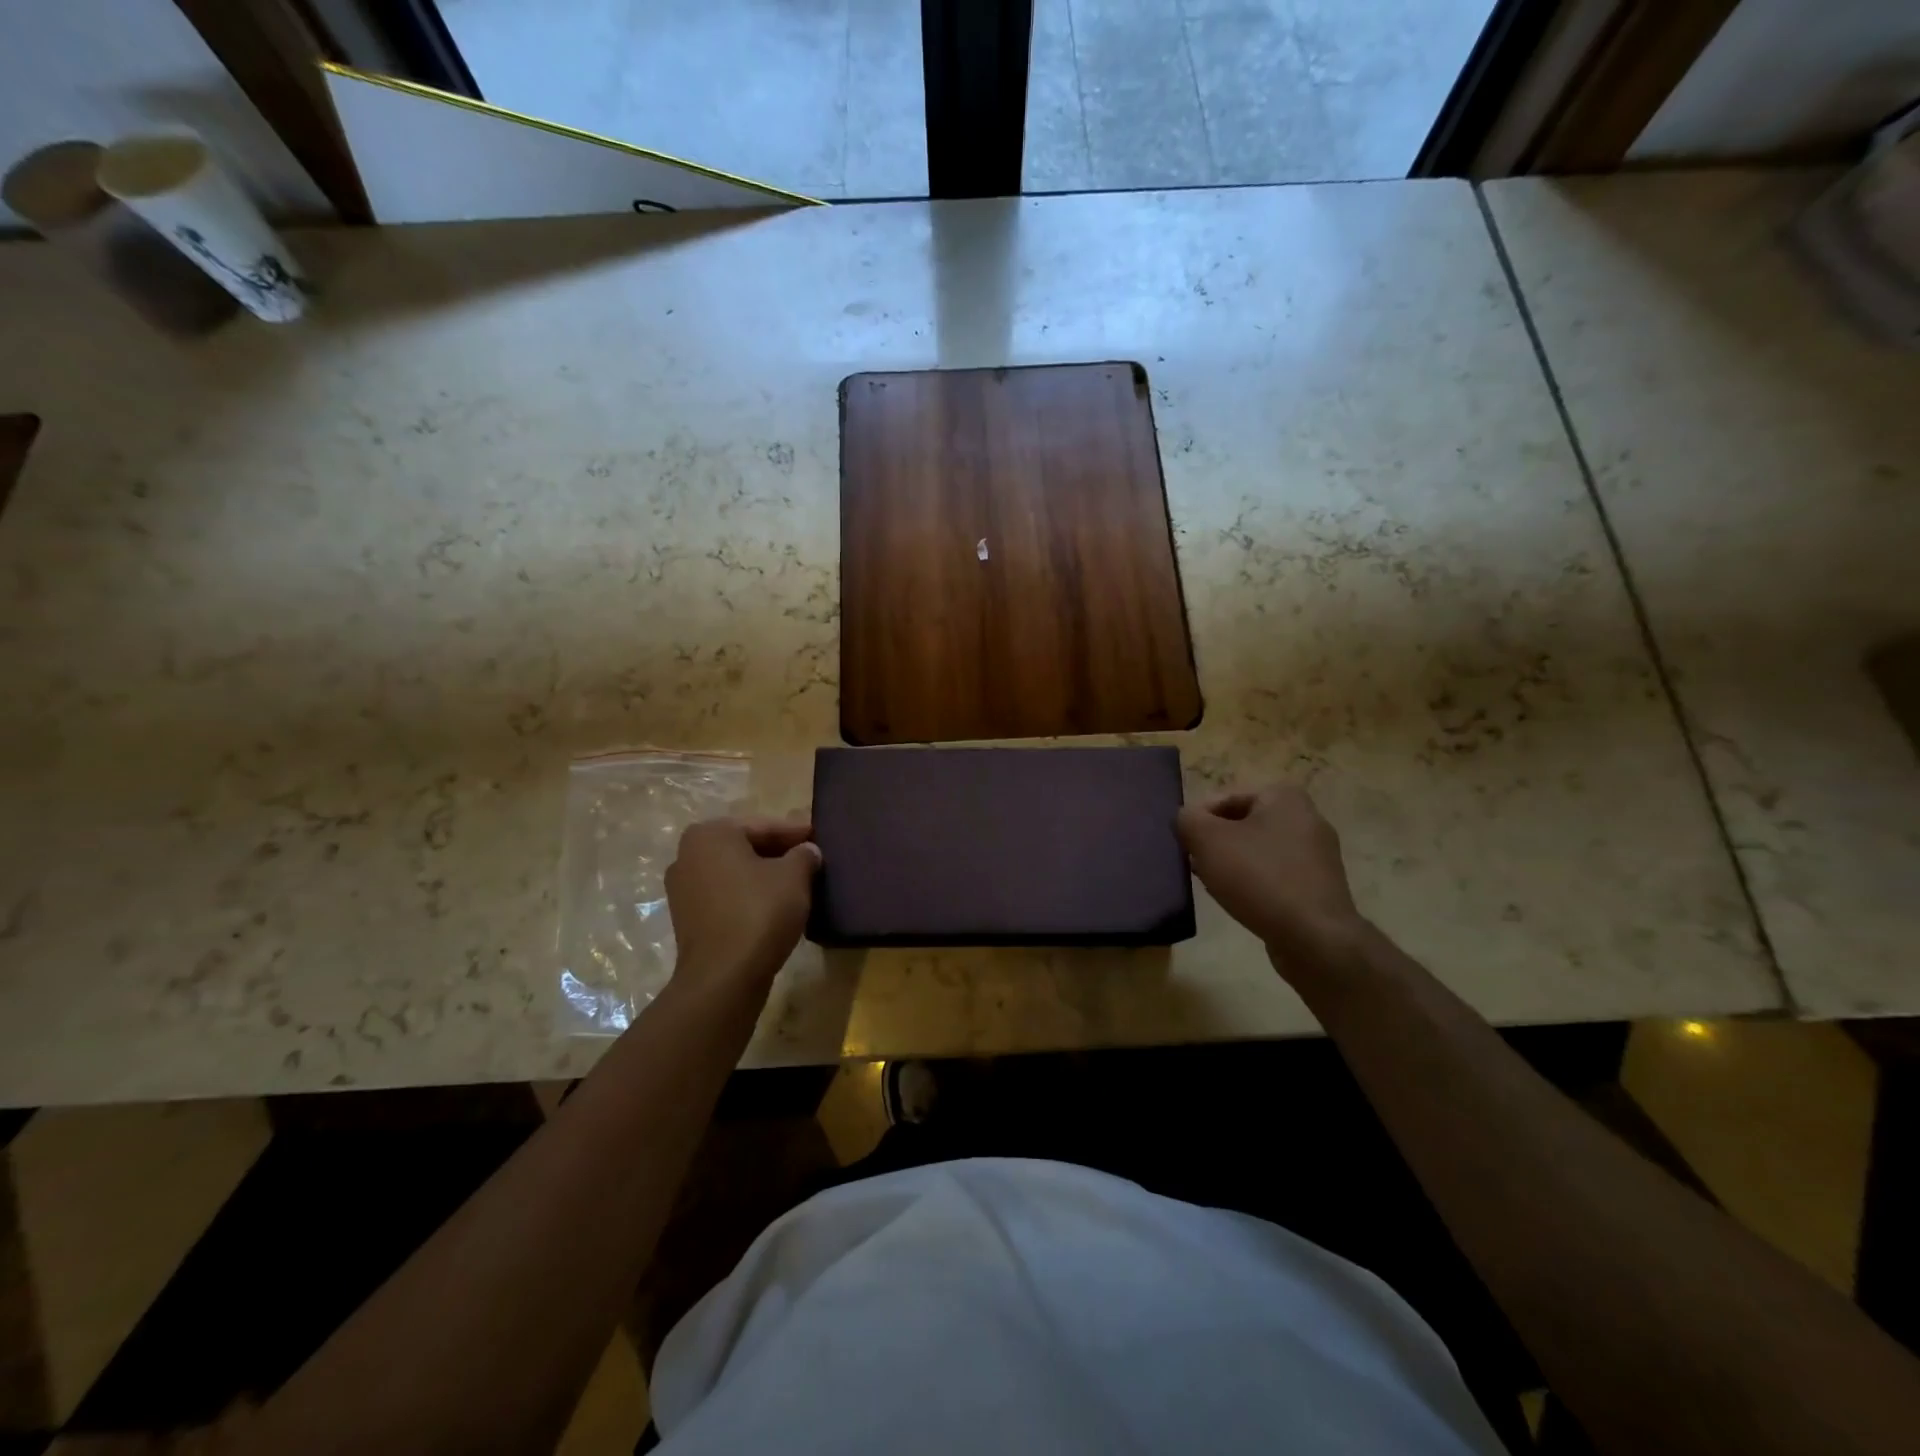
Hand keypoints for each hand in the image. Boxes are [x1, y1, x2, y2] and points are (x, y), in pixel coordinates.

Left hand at [664, 817, 820, 989]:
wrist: (724, 977)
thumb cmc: (759, 912)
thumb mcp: (794, 876)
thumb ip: (804, 855)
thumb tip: (808, 851)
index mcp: (710, 834)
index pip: (764, 826)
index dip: (796, 832)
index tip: (820, 837)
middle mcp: (688, 855)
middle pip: (746, 847)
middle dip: (779, 853)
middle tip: (811, 859)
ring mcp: (683, 889)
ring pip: (735, 873)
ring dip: (764, 876)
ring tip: (798, 884)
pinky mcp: (687, 919)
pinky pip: (726, 896)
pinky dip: (749, 896)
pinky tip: (775, 906)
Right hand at [1176, 785, 1365, 973]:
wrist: (1313, 937)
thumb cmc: (1258, 877)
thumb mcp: (1207, 840)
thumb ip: (1187, 820)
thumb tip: (1187, 820)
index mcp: (1284, 797)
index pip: (1225, 798)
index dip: (1198, 820)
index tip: (1184, 844)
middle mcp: (1307, 818)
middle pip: (1242, 824)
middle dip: (1215, 842)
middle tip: (1194, 863)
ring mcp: (1317, 855)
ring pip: (1258, 851)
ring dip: (1231, 864)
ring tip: (1211, 883)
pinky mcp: (1318, 886)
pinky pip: (1275, 875)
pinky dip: (1254, 883)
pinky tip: (1238, 900)